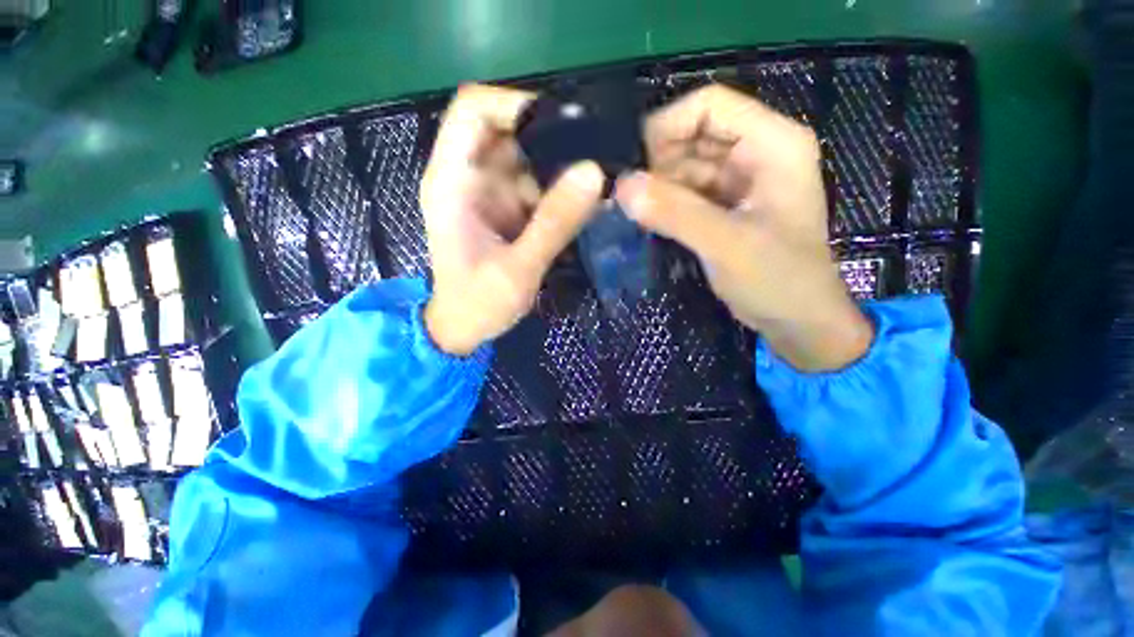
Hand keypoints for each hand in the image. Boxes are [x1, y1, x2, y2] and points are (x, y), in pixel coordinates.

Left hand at [421, 84, 605, 355]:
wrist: (464, 328)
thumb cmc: (478, 304)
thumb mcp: (519, 269)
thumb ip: (554, 223)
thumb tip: (594, 173)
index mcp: (452, 182)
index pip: (474, 111)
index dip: (517, 104)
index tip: (565, 124)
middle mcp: (468, 177)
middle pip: (510, 132)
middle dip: (552, 141)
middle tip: (596, 160)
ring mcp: (489, 193)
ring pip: (528, 160)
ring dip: (561, 170)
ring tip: (598, 186)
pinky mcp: (505, 209)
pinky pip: (536, 186)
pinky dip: (559, 192)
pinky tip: (584, 206)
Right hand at [615, 85, 872, 370]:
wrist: (798, 320)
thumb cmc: (778, 280)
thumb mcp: (727, 244)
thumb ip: (675, 213)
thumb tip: (622, 187)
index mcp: (773, 143)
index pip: (710, 106)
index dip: (666, 126)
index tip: (632, 165)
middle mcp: (756, 152)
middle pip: (694, 135)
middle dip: (657, 162)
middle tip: (628, 196)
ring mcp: (740, 180)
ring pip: (686, 165)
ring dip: (658, 185)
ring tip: (633, 211)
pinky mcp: (725, 206)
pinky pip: (687, 191)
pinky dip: (666, 202)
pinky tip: (648, 219)